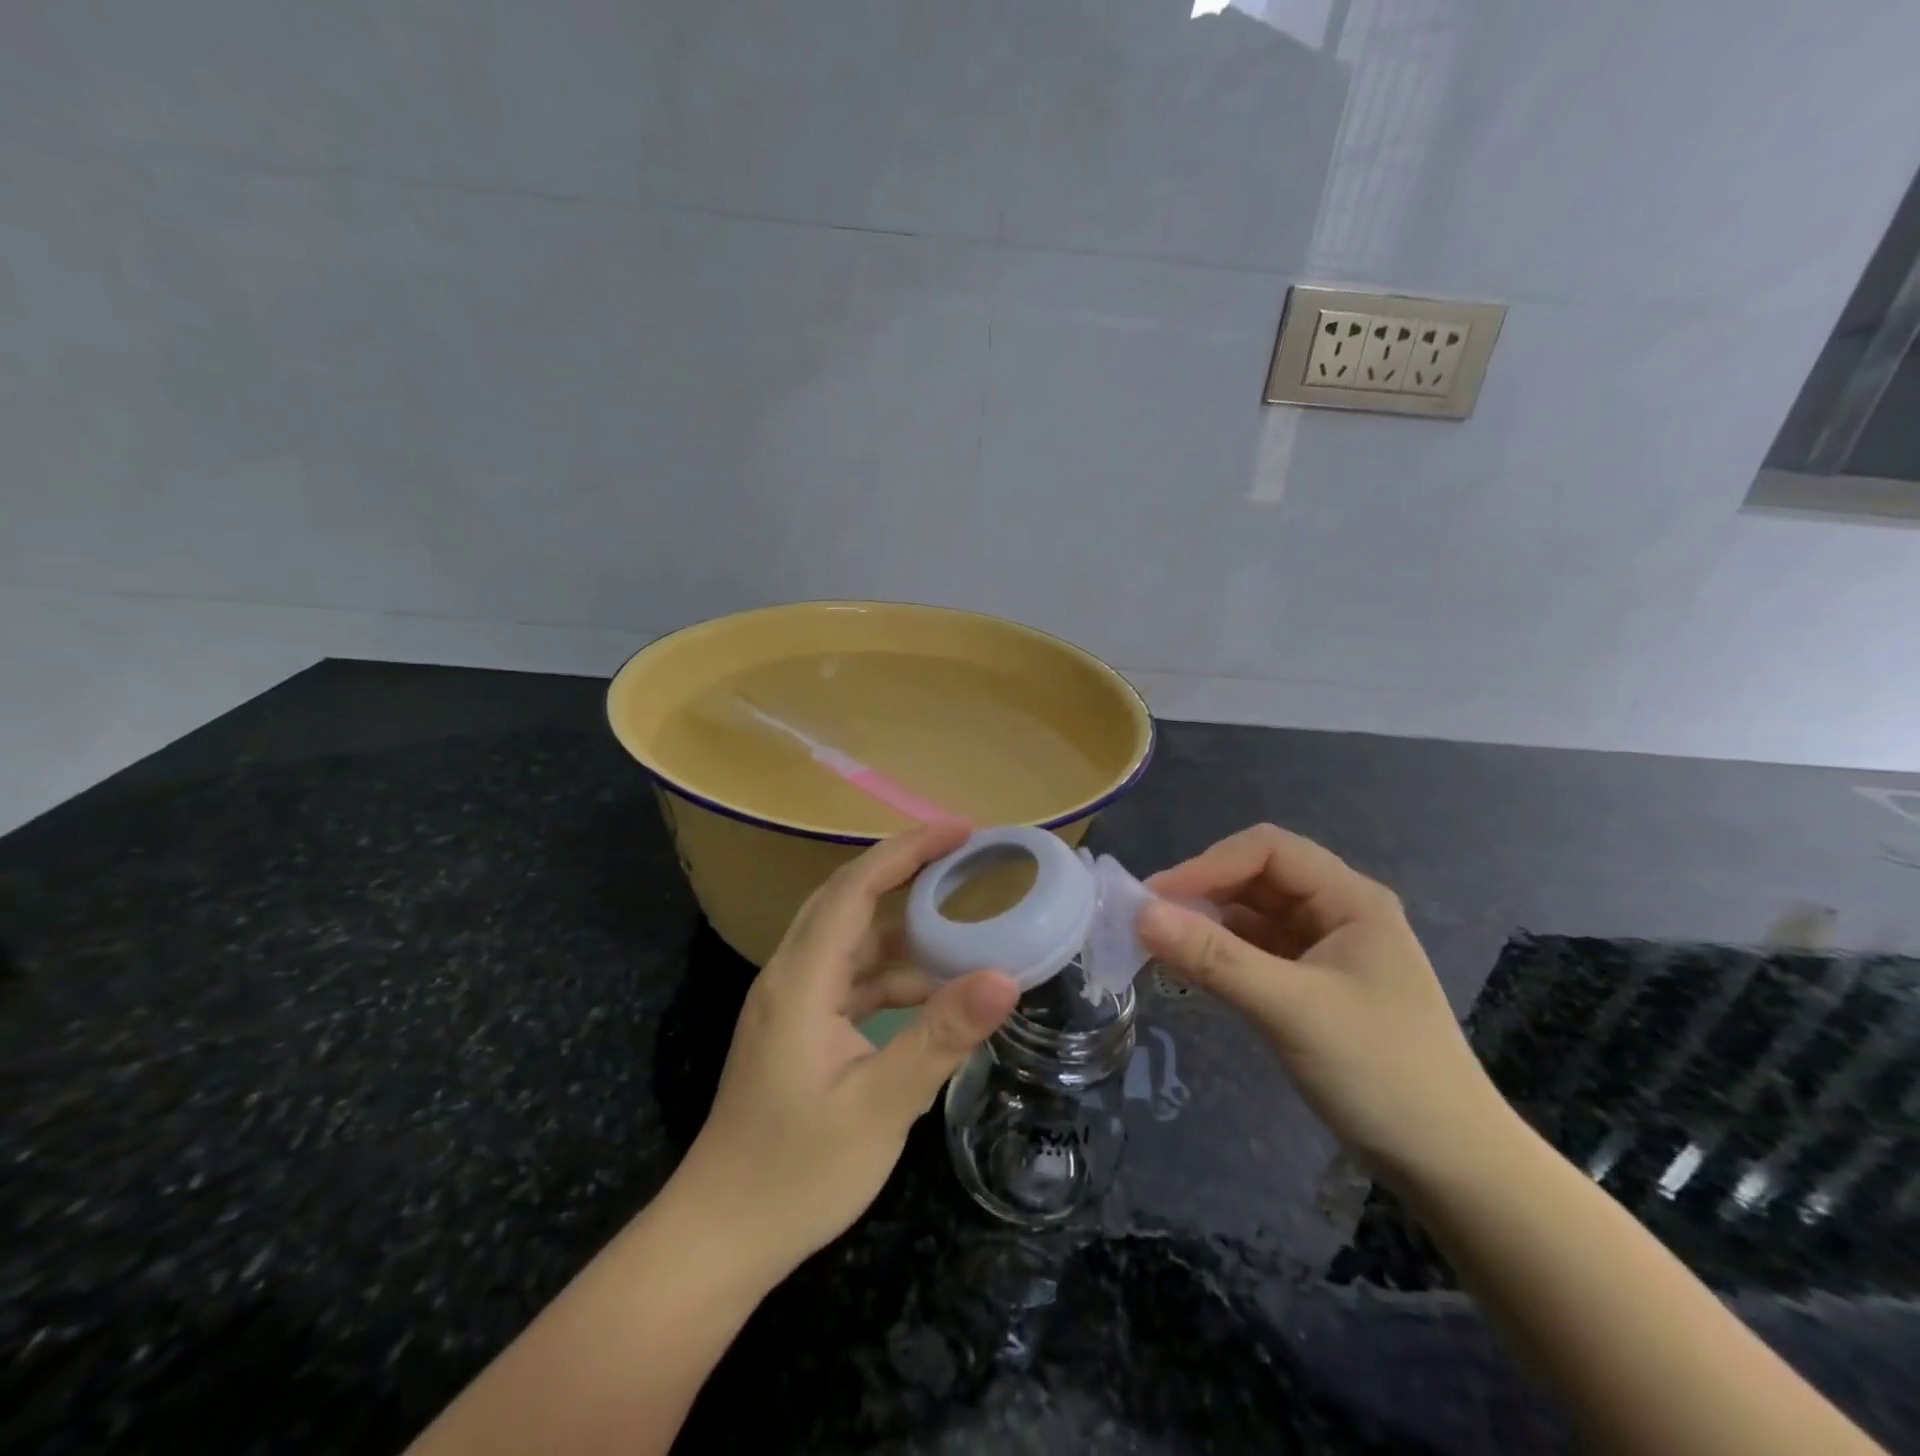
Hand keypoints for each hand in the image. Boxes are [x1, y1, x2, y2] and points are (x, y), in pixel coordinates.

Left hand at [674, 823, 1020, 1277]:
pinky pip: (849, 978)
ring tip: (959, 919)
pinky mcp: (798, 1029)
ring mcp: (791, 1003)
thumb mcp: (880, 1106)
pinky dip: (890, 972)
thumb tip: (1006, 977)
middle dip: (904, 869)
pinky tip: (930, 992)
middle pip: (847, 898)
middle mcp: (791, 975)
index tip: (960, 832)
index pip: (855, 887)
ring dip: (900, 925)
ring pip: (849, 939)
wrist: (721, 1237)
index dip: (907, 850)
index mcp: (801, 978)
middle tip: (962, 856)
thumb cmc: (796, 1171)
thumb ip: (941, 1037)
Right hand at [1138, 823, 1507, 1187]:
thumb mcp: (1292, 1010)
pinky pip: (1258, 951)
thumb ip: (1216, 958)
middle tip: (1149, 921)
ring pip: (1254, 915)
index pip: (1267, 850)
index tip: (1156, 898)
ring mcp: (1327, 950)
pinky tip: (1192, 968)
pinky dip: (1222, 954)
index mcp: (1350, 898)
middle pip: (1258, 877)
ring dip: (1208, 923)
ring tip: (1159, 944)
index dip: (1208, 864)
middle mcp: (1338, 912)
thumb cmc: (1383, 1073)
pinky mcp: (1314, 985)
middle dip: (1204, 891)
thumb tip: (1141, 914)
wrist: (1453, 1167)